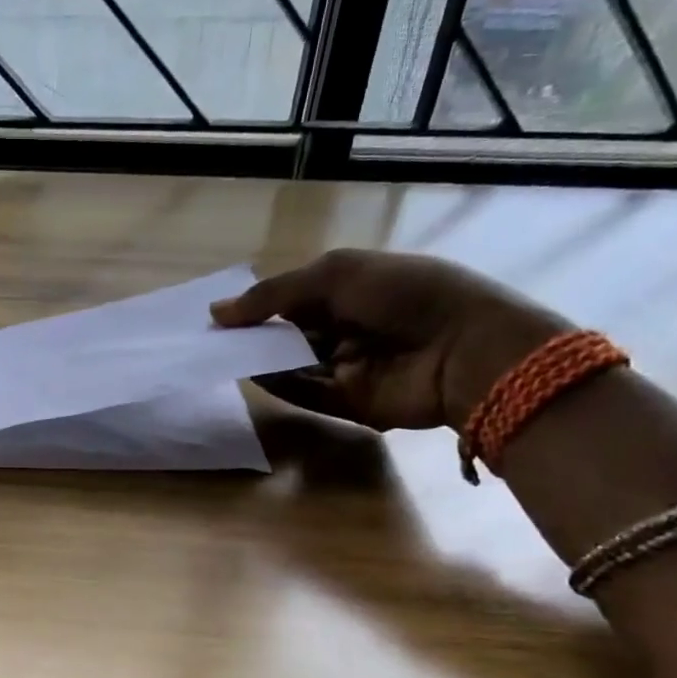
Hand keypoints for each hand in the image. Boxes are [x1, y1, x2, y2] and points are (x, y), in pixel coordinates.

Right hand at [211, 250, 567, 431]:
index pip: (294, 297)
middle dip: (255, 335)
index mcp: (352, 289)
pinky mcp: (350, 401)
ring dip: (262, 361)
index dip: (259, 304)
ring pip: (294, 364)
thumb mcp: (335, 276)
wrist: (464, 350)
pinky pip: (306, 393)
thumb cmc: (404, 296)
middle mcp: (349, 327)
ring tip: (222, 358)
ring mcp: (349, 366)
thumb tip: (217, 312)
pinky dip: (279, 387)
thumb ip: (273, 294)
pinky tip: (251, 377)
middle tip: (213, 340)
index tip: (219, 314)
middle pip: (290, 333)